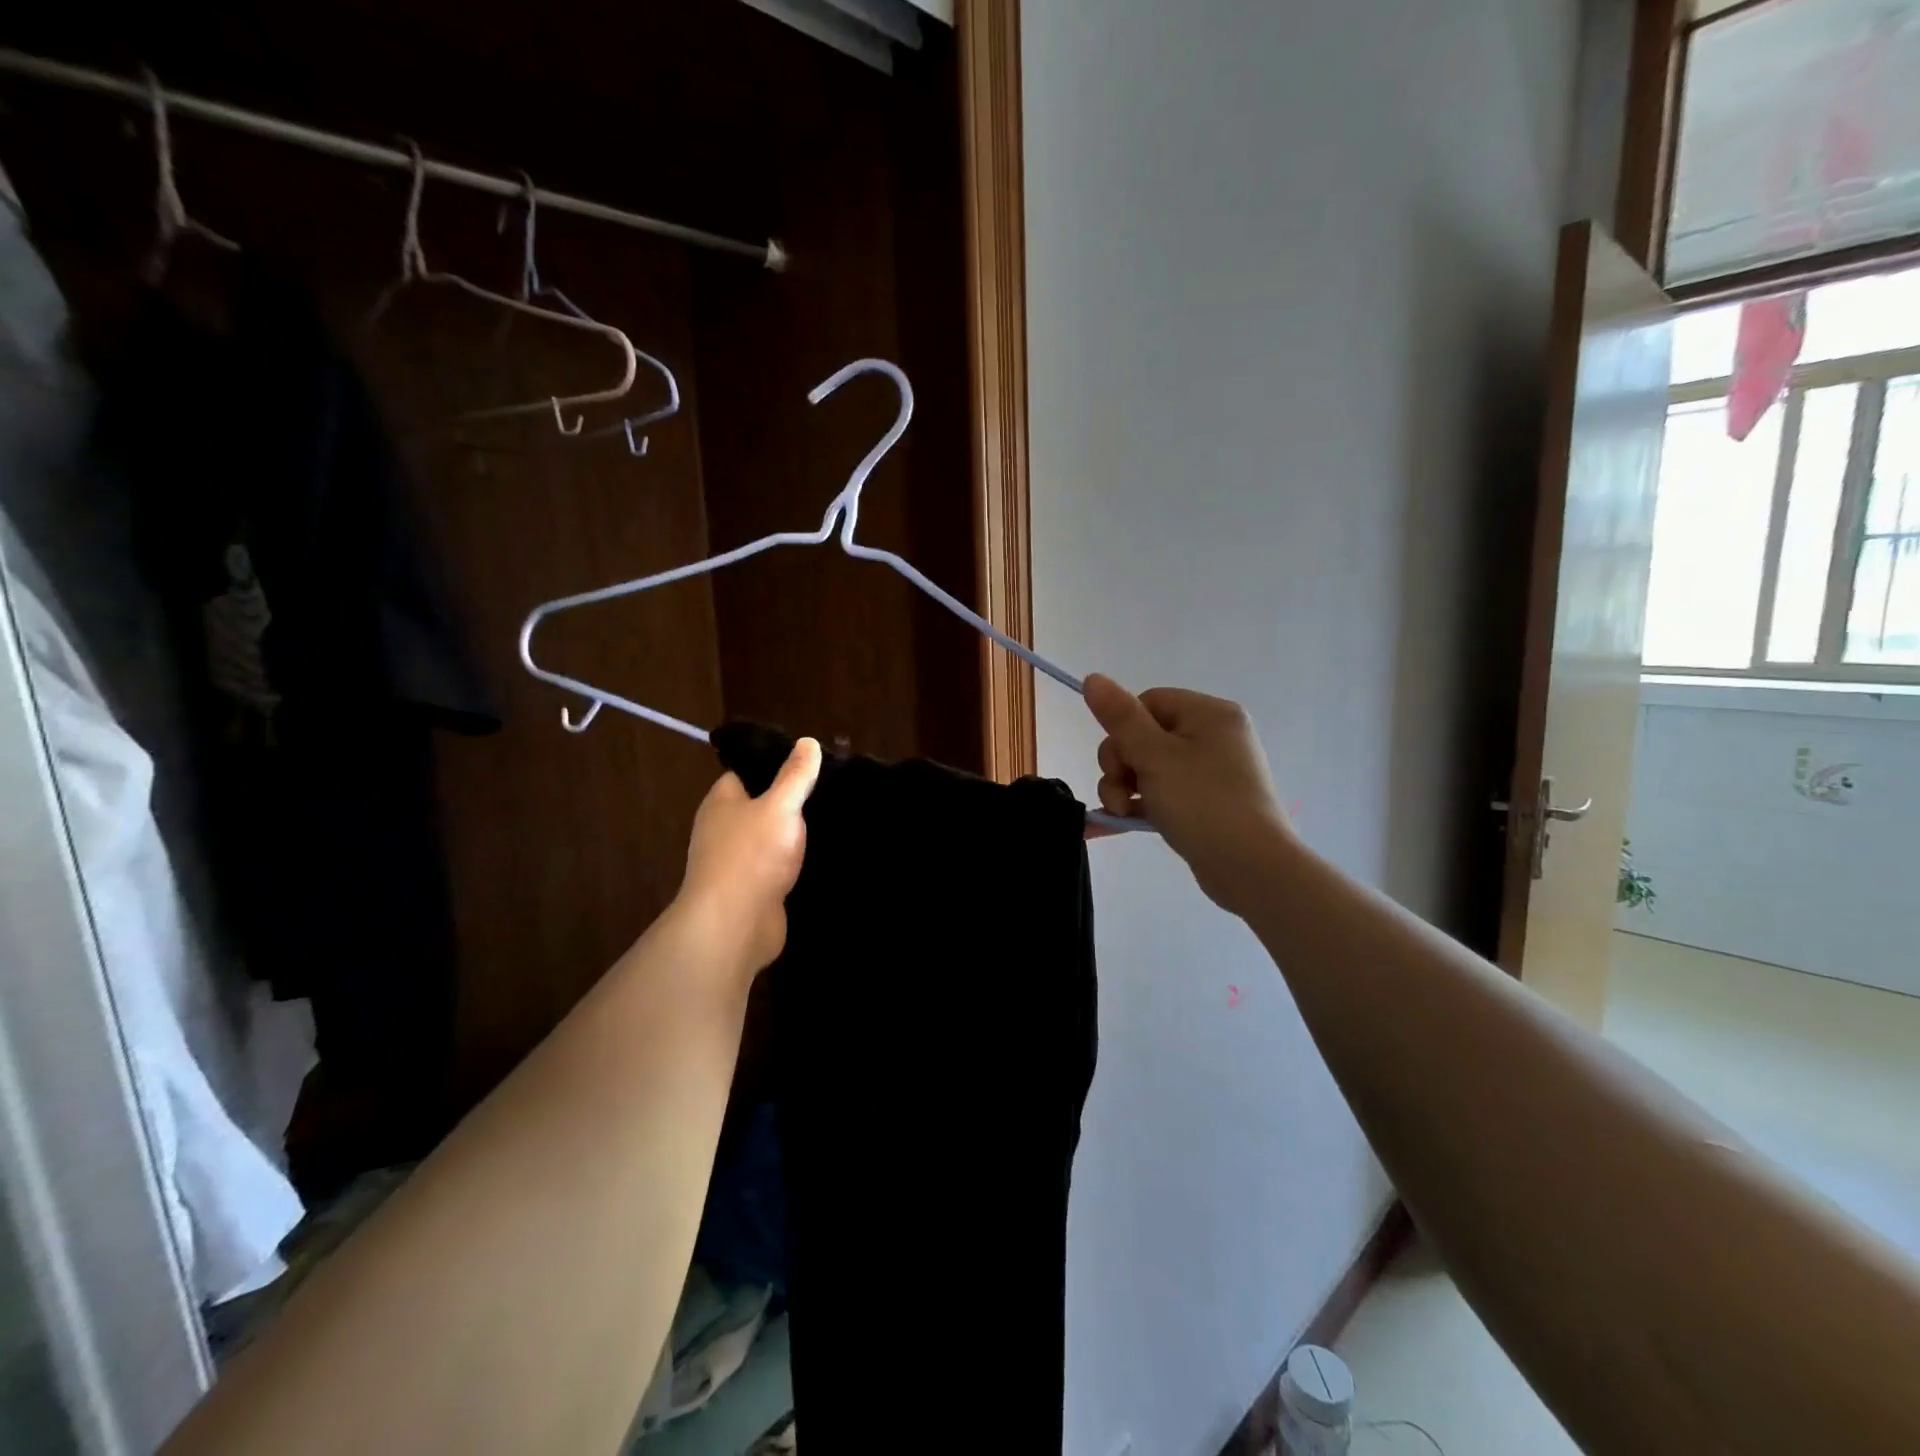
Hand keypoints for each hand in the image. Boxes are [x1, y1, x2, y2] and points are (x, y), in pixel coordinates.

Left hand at [675, 738, 822, 981]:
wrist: (735, 926)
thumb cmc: (751, 856)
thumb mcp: (780, 806)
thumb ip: (795, 776)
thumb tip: (807, 742)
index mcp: (722, 802)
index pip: (747, 772)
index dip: (777, 764)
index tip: (811, 761)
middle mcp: (725, 829)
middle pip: (762, 806)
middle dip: (793, 801)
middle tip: (833, 789)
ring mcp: (739, 863)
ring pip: (774, 839)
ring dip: (798, 836)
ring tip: (838, 820)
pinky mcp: (755, 891)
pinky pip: (780, 868)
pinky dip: (799, 864)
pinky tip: (828, 857)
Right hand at [1084, 675, 1293, 913]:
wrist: (1251, 869)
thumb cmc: (1204, 803)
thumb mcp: (1155, 756)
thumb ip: (1120, 717)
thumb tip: (1092, 677)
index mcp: (1209, 714)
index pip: (1148, 702)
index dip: (1123, 729)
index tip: (1119, 760)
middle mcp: (1213, 737)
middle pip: (1143, 736)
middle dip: (1120, 765)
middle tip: (1118, 794)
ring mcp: (1210, 773)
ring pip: (1147, 768)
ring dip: (1123, 789)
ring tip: (1119, 814)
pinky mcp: (1204, 805)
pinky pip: (1160, 793)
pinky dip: (1138, 805)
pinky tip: (1112, 824)